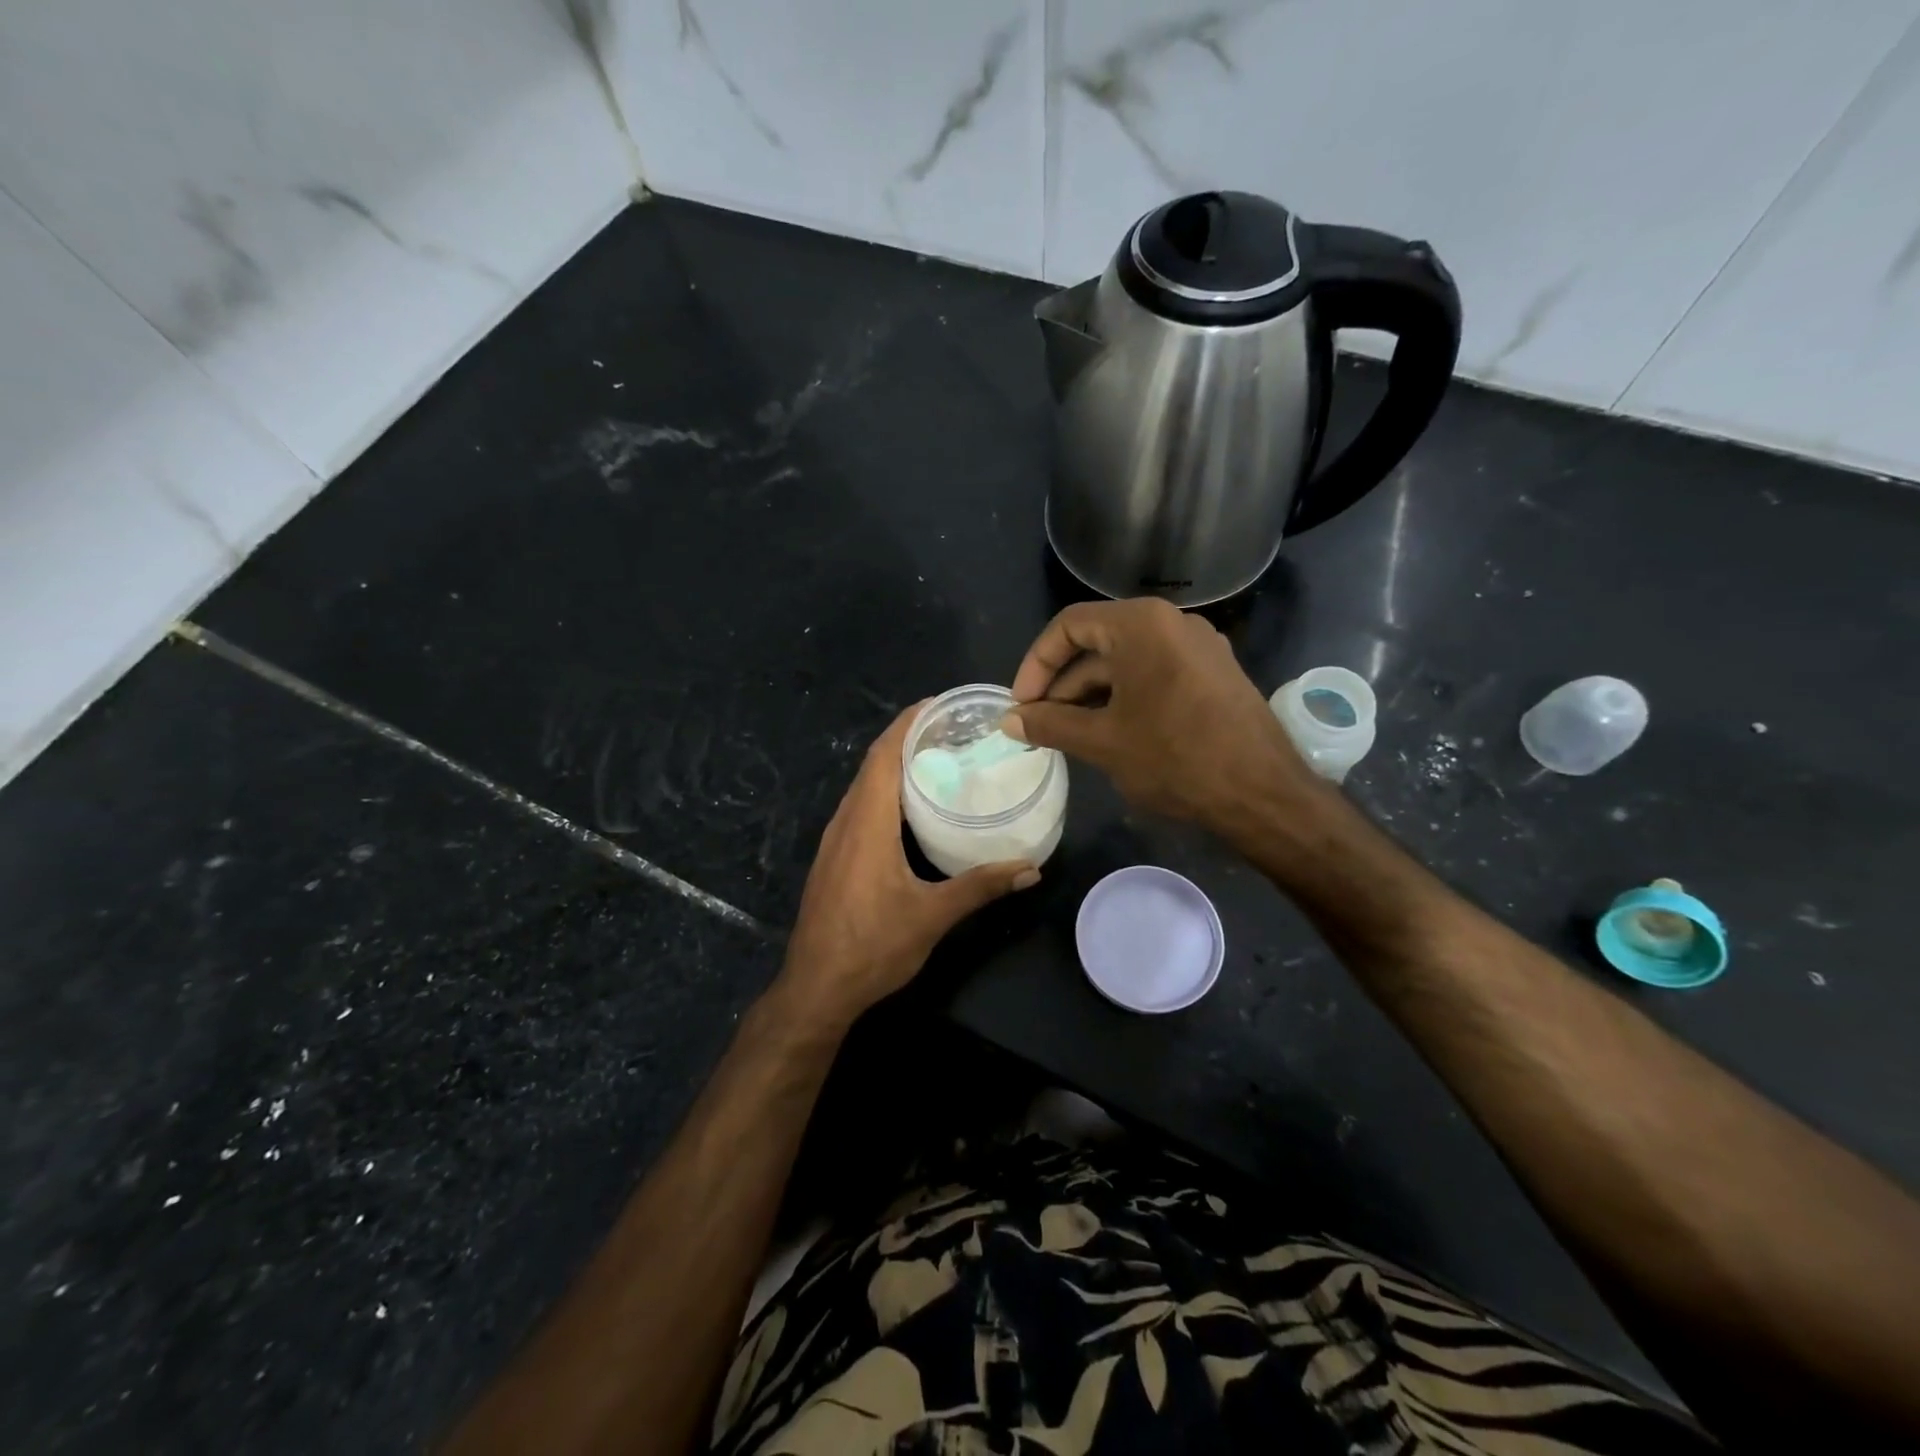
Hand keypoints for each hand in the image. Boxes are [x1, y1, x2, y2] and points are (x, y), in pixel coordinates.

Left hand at [773, 704, 1040, 1030]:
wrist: (816, 988)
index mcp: (867, 823)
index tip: (939, 705)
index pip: (883, 755)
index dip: (908, 723)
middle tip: (951, 730)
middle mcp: (845, 821)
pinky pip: (860, 806)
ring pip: (864, 786)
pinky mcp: (834, 856)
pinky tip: (911, 805)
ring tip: (938, 758)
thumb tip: (1030, 868)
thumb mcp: (932, 916)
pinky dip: (884, 790)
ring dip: (894, 764)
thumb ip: (981, 886)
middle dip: (907, 738)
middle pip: (873, 763)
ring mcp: (835, 839)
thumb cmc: (872, 947)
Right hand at [1004, 598, 1321, 837]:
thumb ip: (1050, 724)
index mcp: (1141, 624)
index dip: (1036, 664)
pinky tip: (1111, 735)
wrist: (1262, 793)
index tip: (1022, 705)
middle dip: (1063, 686)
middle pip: (1098, 643)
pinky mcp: (1214, 674)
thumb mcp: (1103, 741)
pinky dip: (1125, 699)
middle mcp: (1172, 623)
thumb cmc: (1175, 758)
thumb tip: (1009, 721)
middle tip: (1040, 727)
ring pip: (1127, 663)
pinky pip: (1155, 675)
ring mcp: (1198, 648)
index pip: (1069, 626)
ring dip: (1091, 696)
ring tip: (1070, 737)